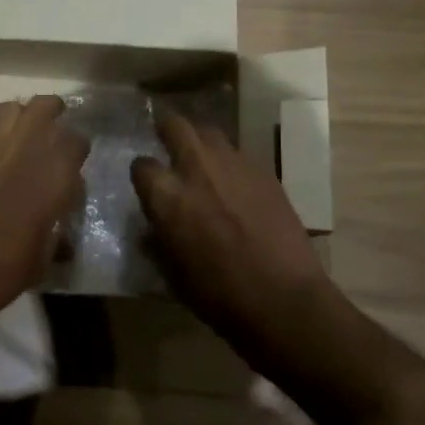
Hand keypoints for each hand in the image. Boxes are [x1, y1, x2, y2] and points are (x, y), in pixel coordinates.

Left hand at [0, 96, 87, 339]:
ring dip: (17, 118)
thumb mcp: (43, 256)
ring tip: (16, 135)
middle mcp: (29, 142)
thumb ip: (54, 228)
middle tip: (49, 136)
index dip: (75, 155)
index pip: (78, 142)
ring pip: (10, 107)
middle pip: (47, 106)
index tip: (70, 169)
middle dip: (52, 117)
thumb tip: (55, 223)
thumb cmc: (3, 268)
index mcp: (59, 169)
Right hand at [131, 113, 332, 334]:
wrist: (283, 298)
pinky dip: (229, 163)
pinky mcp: (264, 171)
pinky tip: (234, 184)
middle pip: (176, 125)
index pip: (141, 165)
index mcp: (167, 196)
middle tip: (167, 141)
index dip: (142, 174)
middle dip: (167, 130)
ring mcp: (234, 165)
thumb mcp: (173, 275)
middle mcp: (197, 168)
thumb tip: (152, 230)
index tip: (147, 183)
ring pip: (210, 133)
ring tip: (202, 159)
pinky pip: (238, 155)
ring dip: (201, 142)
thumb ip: (158, 244)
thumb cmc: (219, 296)